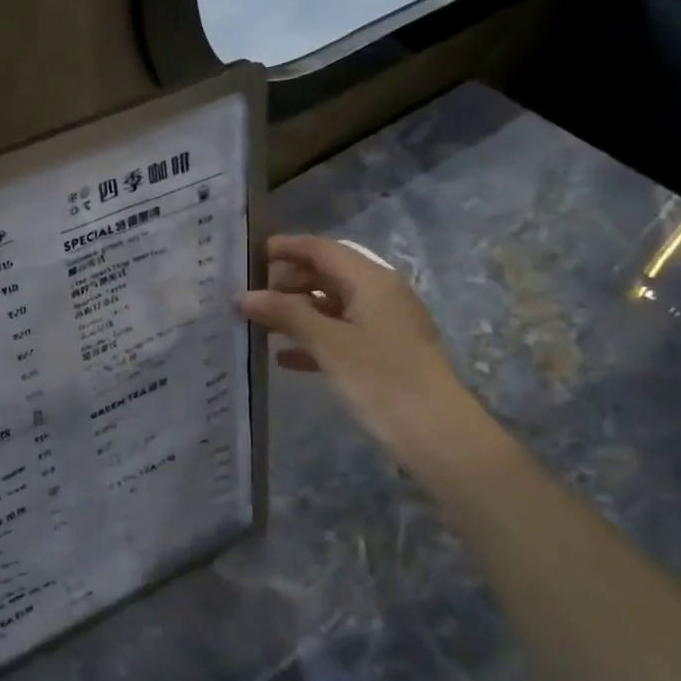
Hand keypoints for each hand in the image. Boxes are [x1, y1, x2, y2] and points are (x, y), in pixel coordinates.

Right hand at [240, 233, 471, 452]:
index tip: (250, 255)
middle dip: (288, 281)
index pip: (322, 249)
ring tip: (260, 324)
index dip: (287, 248)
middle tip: (250, 296)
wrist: (436, 433)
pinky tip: (284, 358)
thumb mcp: (328, 343)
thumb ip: (286, 314)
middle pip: (327, 274)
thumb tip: (245, 296)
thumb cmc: (380, 378)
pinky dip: (313, 337)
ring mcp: (383, 324)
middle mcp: (379, 294)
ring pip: (331, 304)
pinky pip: (340, 332)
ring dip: (296, 311)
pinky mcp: (383, 352)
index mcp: (371, 280)